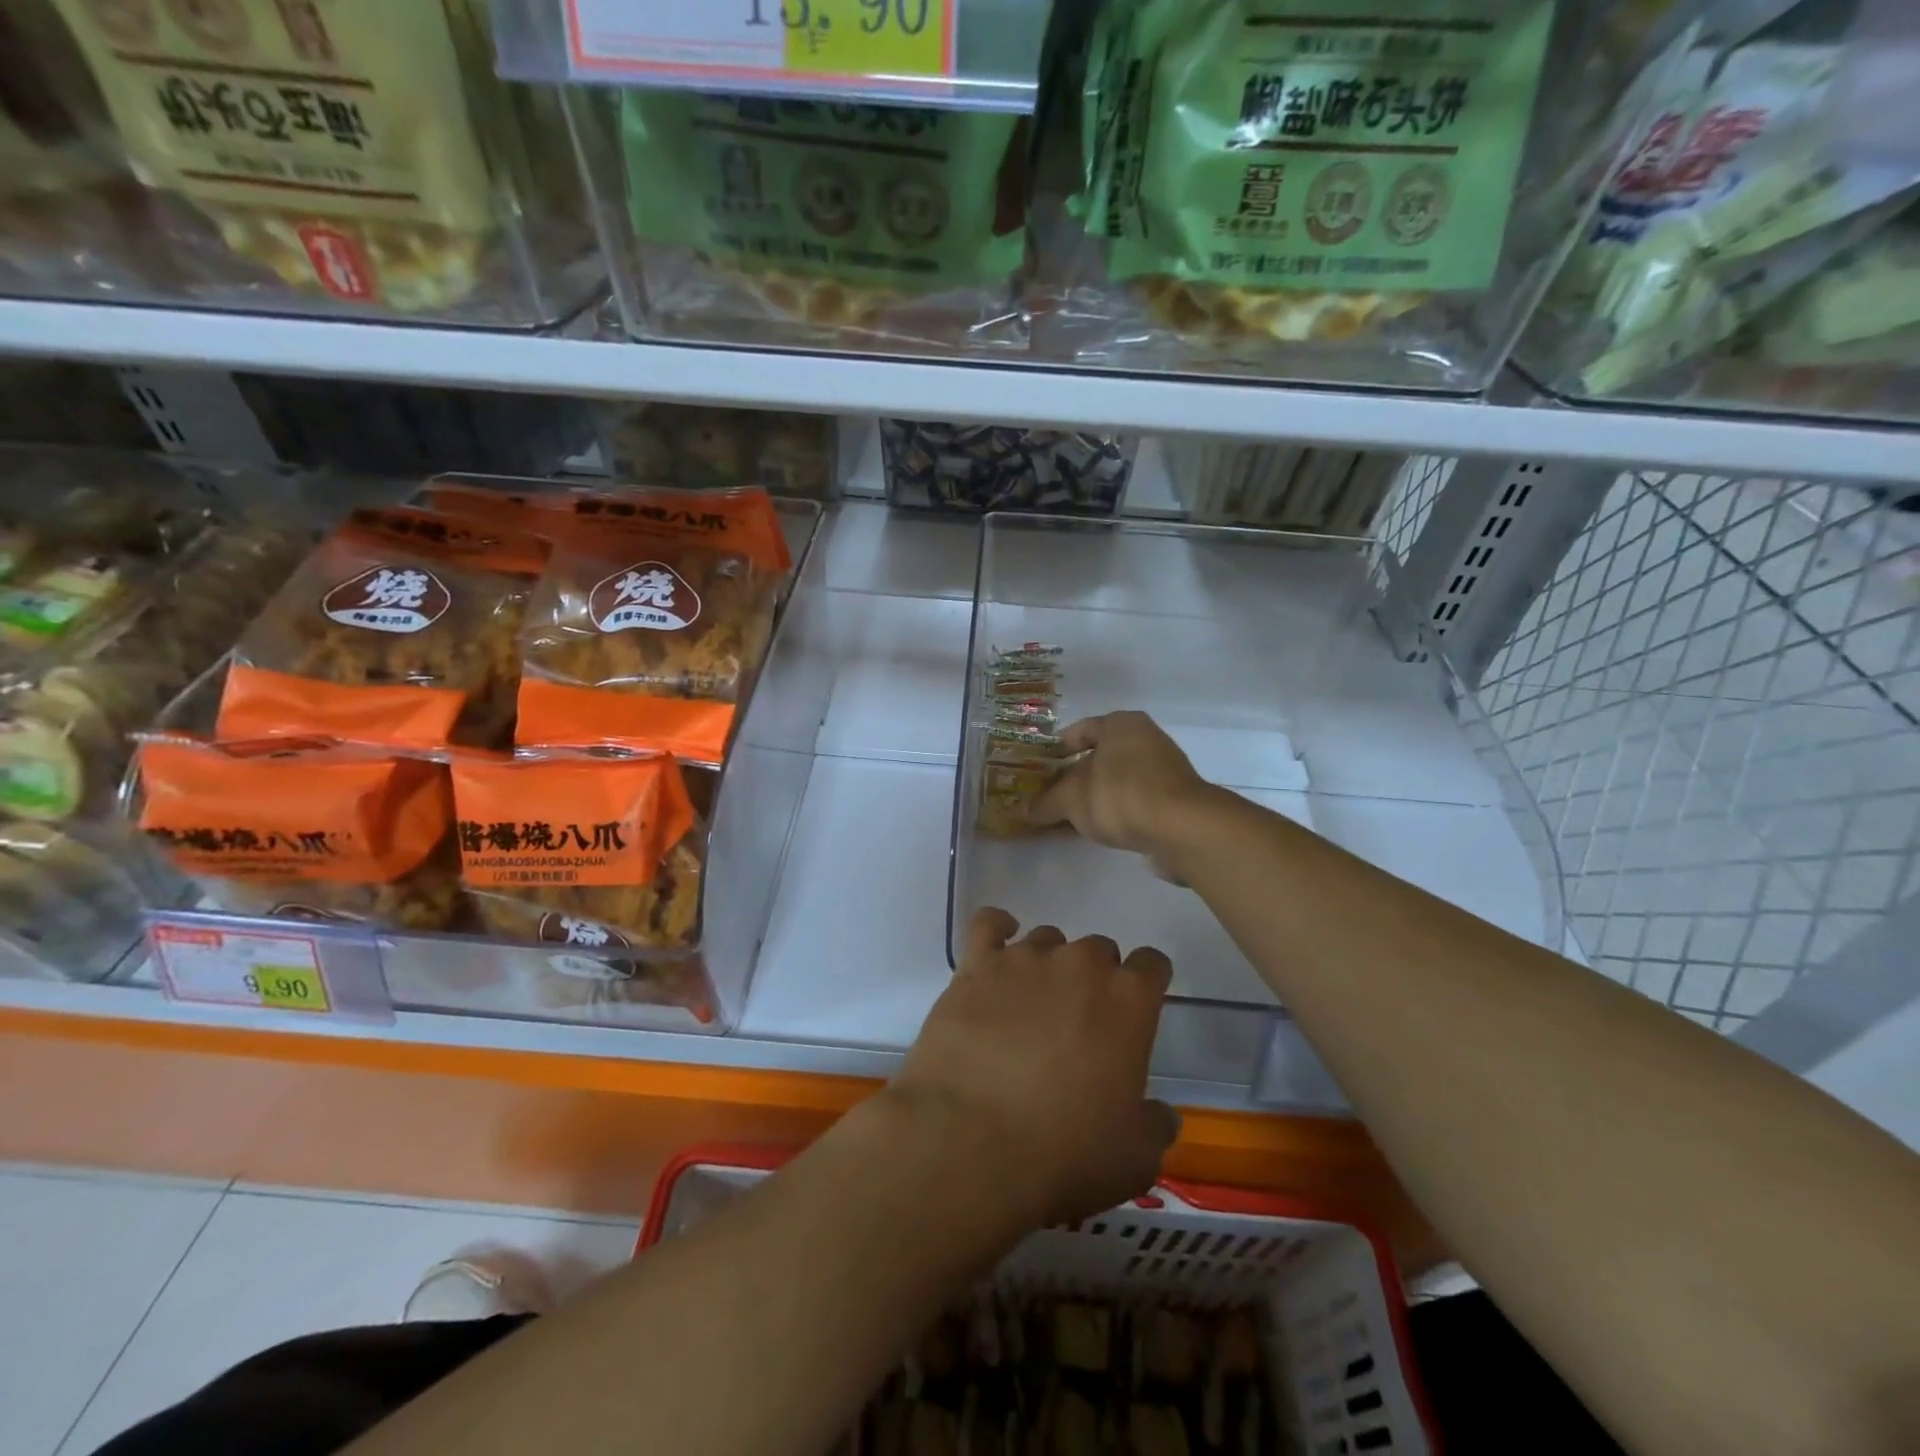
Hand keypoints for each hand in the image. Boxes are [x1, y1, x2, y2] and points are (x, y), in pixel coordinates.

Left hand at [891, 907, 1177, 1228]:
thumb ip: (1155, 1125)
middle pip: (1098, 950)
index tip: (1137, 1011)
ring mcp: (1024, 959)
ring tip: (1034, 1004)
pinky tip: (999, 948)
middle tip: (1080, 1023)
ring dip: (1049, 964)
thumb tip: (1161, 1113)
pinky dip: (998, 929)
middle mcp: (1079, 965)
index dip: (1147, 985)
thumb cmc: (1064, 1153)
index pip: (1152, 965)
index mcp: (1128, 1000)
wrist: (970, 1142)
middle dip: (1095, 979)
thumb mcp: (1135, 1158)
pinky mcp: (975, 966)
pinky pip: (989, 925)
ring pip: (1048, 939)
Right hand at [1029, 711, 1211, 858]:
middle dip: (1076, 776)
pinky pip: (1137, 800)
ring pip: (1119, 779)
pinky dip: (1119, 811)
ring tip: (1074, 817)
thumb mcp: (1071, 799)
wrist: (1182, 828)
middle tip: (1053, 795)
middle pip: (1102, 755)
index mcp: (1121, 724)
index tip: (1040, 769)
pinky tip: (1103, 830)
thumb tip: (1021, 811)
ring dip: (1098, 796)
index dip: (1057, 749)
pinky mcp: (1177, 799)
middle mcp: (1147, 738)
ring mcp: (1166, 769)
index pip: (1082, 729)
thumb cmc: (1120, 795)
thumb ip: (1045, 803)